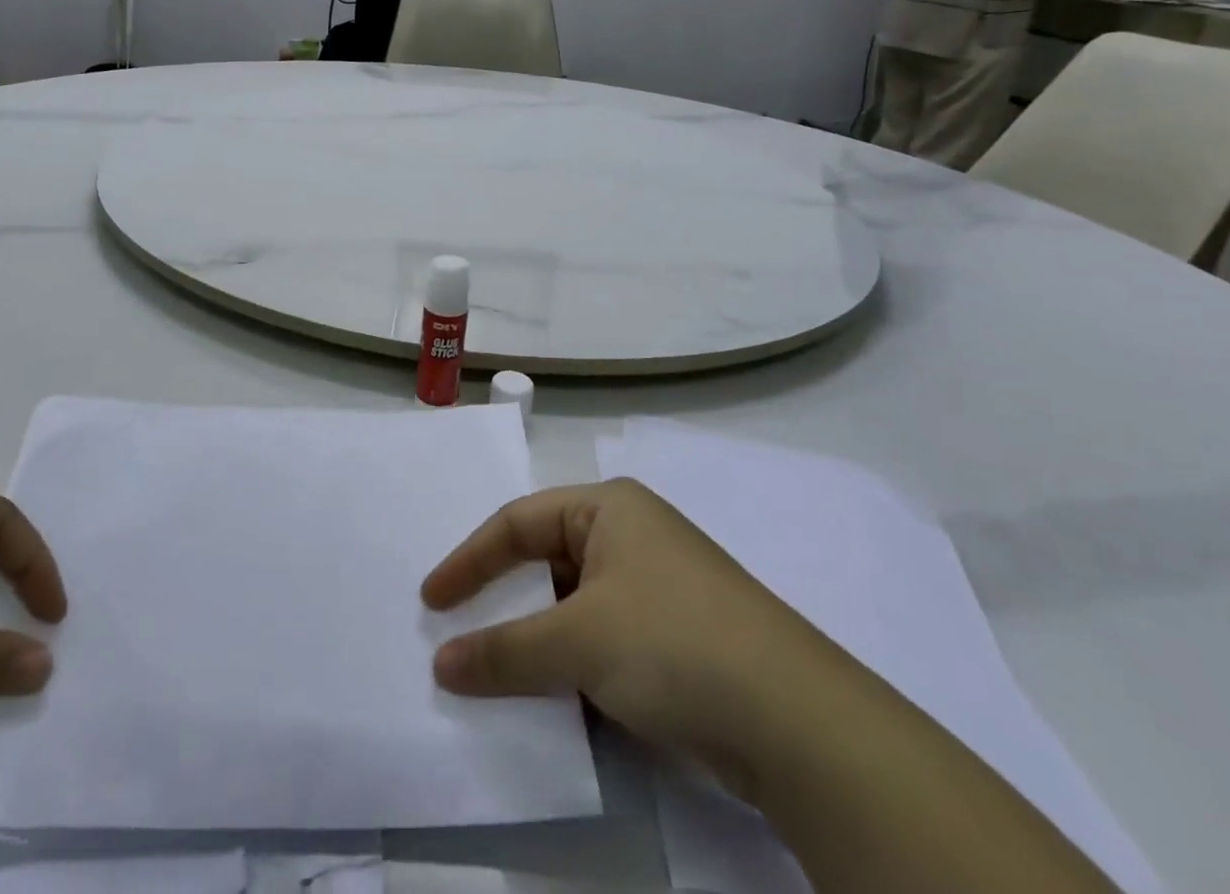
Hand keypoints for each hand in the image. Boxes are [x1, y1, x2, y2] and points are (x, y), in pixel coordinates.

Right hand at [421, 479, 840, 788]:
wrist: (798, 723)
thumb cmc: (673, 643)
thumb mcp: (578, 642)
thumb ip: (504, 651)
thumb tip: (441, 665)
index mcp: (608, 507)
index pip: (517, 522)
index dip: (469, 561)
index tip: (431, 602)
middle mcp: (631, 535)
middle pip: (545, 560)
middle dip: (503, 600)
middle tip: (459, 633)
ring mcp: (657, 586)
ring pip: (573, 605)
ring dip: (537, 638)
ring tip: (499, 671)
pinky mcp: (677, 637)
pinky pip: (603, 638)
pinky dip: (573, 663)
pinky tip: (556, 696)